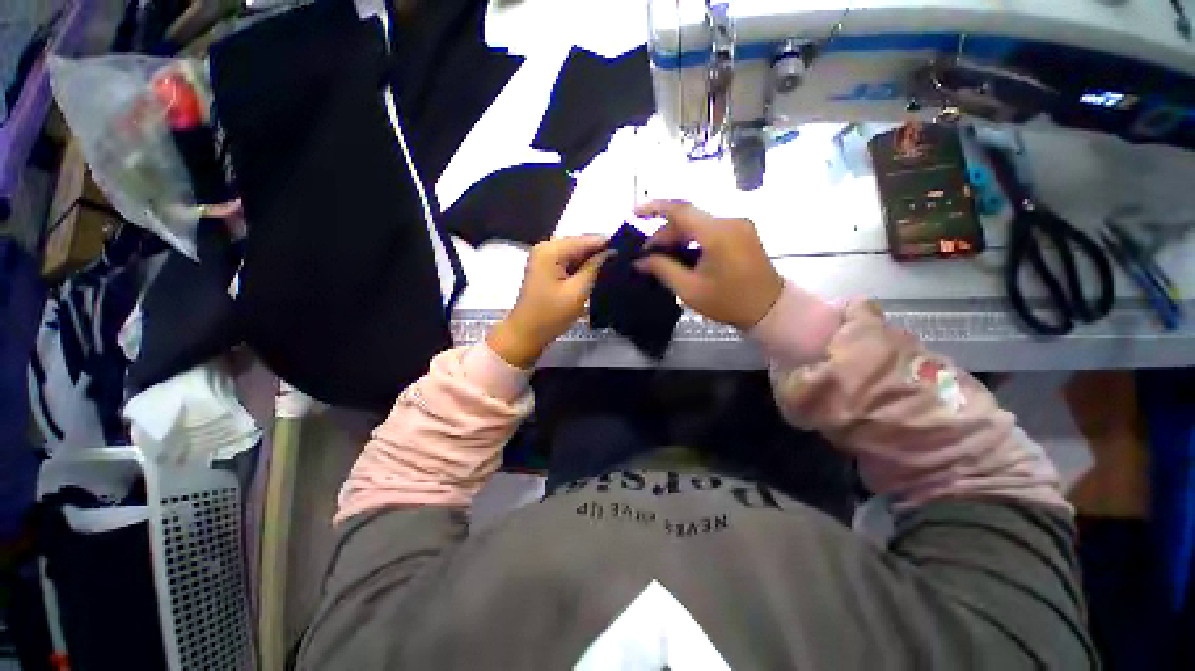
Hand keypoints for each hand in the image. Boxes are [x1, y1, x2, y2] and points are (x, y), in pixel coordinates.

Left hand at [488, 236, 613, 367]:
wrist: (525, 334)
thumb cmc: (551, 315)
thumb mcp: (577, 292)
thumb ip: (595, 268)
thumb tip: (611, 252)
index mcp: (551, 250)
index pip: (586, 240)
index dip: (608, 243)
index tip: (630, 249)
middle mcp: (546, 248)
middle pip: (580, 244)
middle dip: (601, 252)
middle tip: (625, 259)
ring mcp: (544, 258)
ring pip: (576, 254)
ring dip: (593, 260)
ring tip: (616, 266)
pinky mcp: (546, 269)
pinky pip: (569, 262)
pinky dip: (582, 268)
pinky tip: (598, 274)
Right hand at [634, 200, 783, 329]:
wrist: (770, 309)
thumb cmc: (729, 303)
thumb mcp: (690, 290)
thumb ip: (663, 270)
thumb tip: (640, 260)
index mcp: (718, 234)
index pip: (680, 210)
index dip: (654, 207)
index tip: (634, 213)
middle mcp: (730, 221)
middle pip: (688, 217)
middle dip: (664, 232)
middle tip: (647, 253)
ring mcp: (739, 225)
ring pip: (698, 222)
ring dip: (678, 235)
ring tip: (662, 255)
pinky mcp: (742, 232)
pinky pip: (710, 228)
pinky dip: (692, 237)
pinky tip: (682, 253)